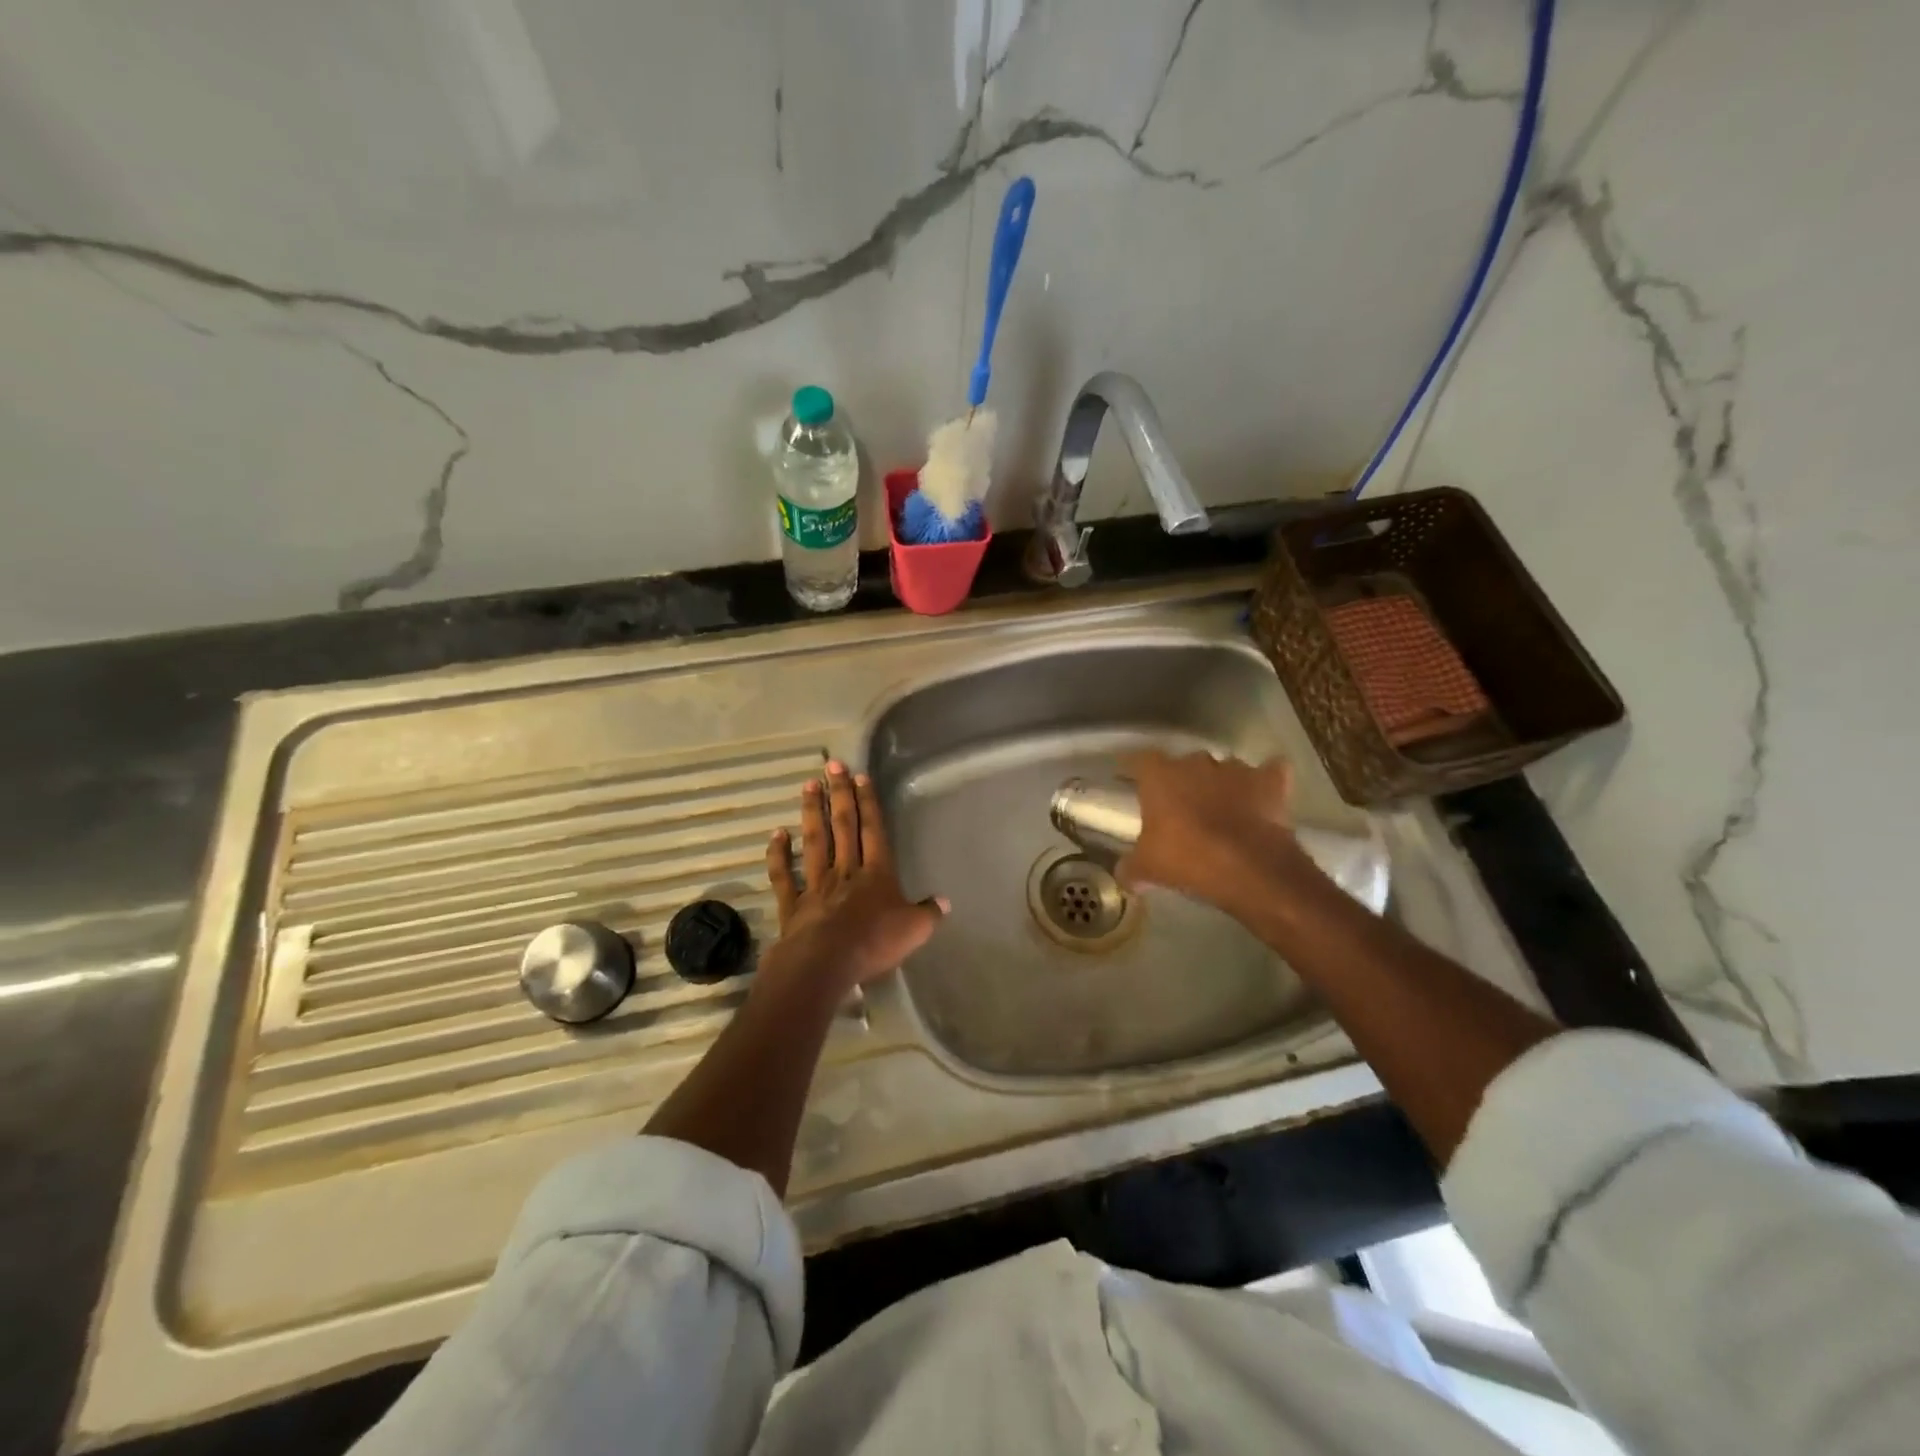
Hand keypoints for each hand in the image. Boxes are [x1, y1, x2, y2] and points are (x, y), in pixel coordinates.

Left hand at [762, 760, 946, 994]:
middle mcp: (845, 870)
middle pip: (843, 826)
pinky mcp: (792, 904)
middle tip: (833, 766)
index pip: (873, 831)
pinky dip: (778, 854)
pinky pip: (784, 875)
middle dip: (840, 794)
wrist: (824, 964)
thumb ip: (929, 913)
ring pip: (814, 841)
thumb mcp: (914, 930)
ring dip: (812, 813)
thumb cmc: (873, 943)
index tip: (860, 777)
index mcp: (876, 873)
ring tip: (809, 785)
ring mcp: (815, 884)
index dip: (868, 803)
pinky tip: (776, 834)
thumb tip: (945, 901)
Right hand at [1115, 750, 1313, 916]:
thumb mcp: (1147, 869)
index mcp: (1160, 775)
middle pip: (1184, 764)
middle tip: (1180, 807)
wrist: (1250, 869)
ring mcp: (1236, 769)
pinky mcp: (1270, 782)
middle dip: (1183, 781)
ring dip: (1221, 784)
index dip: (1136, 770)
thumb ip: (1131, 867)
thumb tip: (1124, 875)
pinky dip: (1266, 782)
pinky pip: (1269, 773)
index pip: (1139, 760)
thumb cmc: (1187, 859)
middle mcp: (1196, 762)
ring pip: (1223, 769)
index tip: (1132, 780)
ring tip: (1221, 809)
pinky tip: (1263, 796)